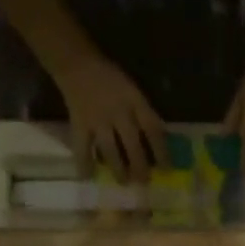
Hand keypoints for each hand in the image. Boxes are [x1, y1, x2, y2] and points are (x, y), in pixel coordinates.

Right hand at [57, 55, 167, 181]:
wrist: (77, 64)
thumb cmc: (110, 79)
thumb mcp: (133, 91)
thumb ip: (144, 113)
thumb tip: (161, 140)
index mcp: (134, 101)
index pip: (153, 129)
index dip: (162, 151)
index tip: (167, 169)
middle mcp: (118, 112)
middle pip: (132, 145)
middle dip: (140, 166)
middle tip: (144, 181)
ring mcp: (97, 120)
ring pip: (110, 150)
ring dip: (118, 169)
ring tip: (124, 181)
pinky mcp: (79, 124)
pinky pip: (82, 148)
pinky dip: (84, 163)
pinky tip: (88, 176)